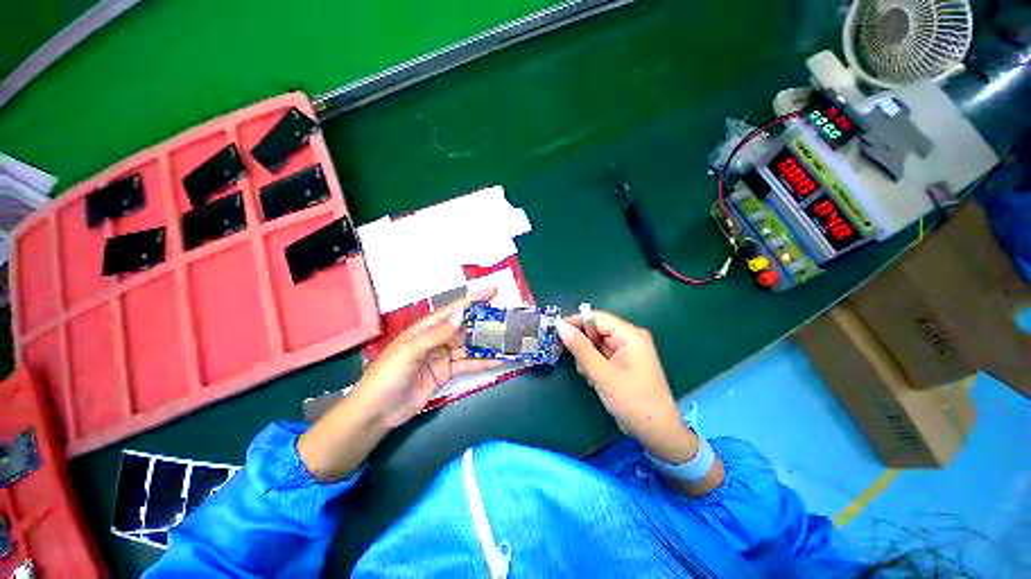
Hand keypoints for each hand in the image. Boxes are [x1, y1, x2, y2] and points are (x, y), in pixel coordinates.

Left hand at [352, 287, 503, 427]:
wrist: (377, 411)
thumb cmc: (388, 375)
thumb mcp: (410, 351)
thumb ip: (437, 335)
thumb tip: (461, 316)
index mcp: (426, 328)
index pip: (454, 310)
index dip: (473, 300)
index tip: (493, 291)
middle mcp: (437, 339)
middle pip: (465, 327)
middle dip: (484, 323)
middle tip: (506, 319)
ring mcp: (443, 356)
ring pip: (469, 346)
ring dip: (486, 344)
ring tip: (507, 340)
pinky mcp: (447, 373)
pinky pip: (468, 365)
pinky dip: (482, 363)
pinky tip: (498, 361)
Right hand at [556, 312, 697, 463]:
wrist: (657, 434)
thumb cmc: (633, 401)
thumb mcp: (602, 374)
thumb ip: (580, 348)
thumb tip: (560, 325)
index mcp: (629, 335)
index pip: (597, 318)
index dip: (575, 322)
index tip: (554, 330)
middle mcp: (629, 339)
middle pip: (596, 331)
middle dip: (582, 344)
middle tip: (570, 357)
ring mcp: (626, 352)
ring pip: (596, 344)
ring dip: (586, 357)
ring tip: (588, 375)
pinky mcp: (622, 364)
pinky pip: (600, 356)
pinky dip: (592, 365)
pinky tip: (593, 378)